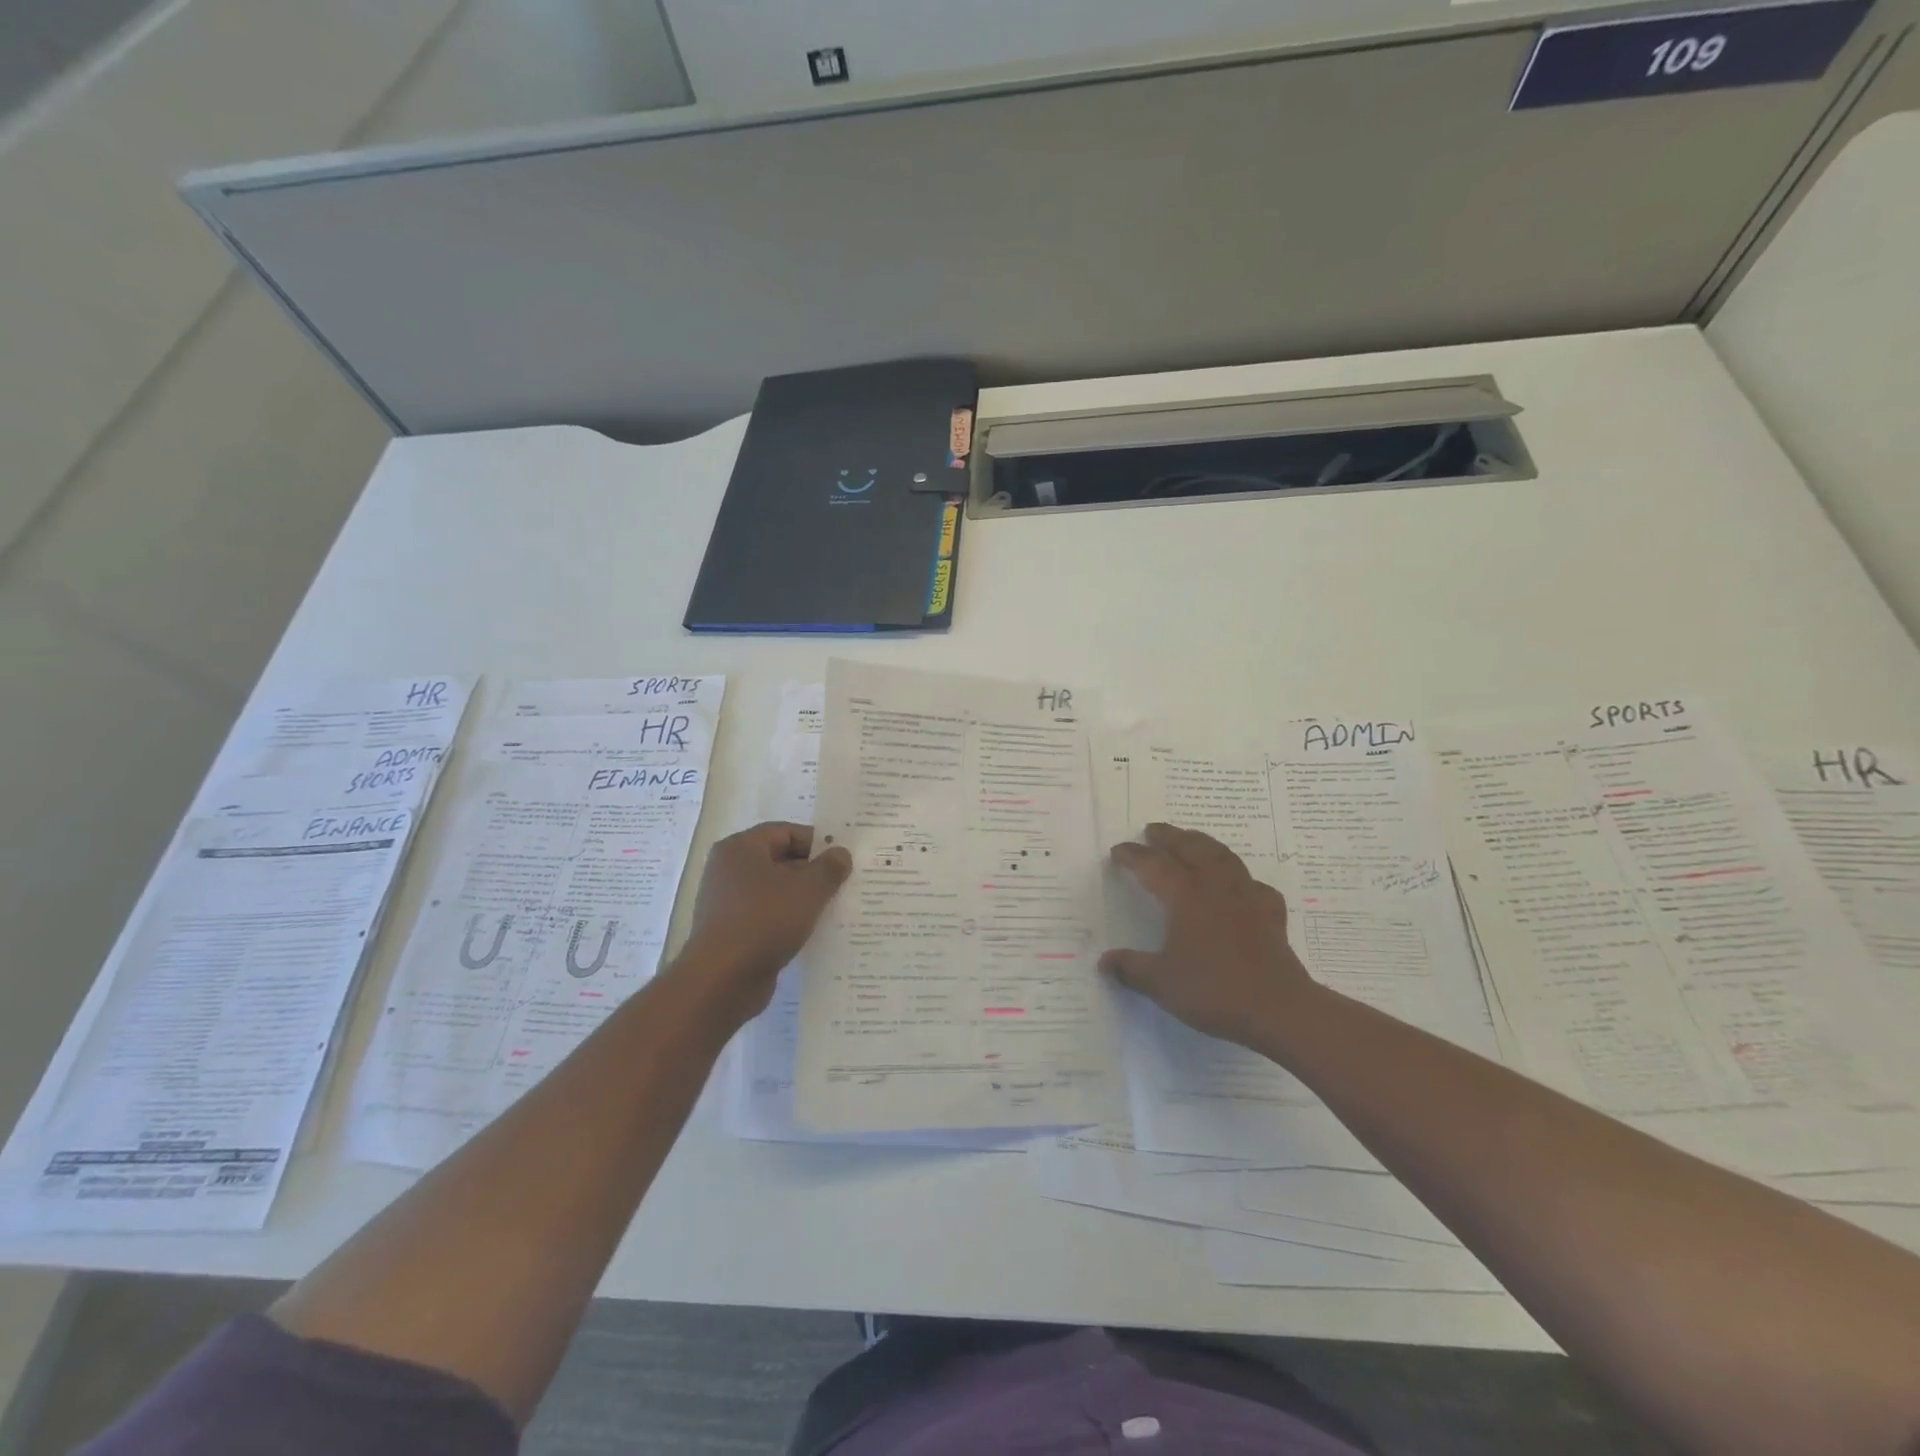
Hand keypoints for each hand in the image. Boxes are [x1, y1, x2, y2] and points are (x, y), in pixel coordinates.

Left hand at [669, 822, 852, 1026]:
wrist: (722, 980)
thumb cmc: (765, 921)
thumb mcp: (808, 890)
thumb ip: (829, 868)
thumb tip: (841, 854)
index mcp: (741, 848)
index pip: (786, 832)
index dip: (817, 843)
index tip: (843, 860)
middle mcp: (729, 870)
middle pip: (780, 861)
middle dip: (813, 872)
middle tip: (844, 884)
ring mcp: (727, 902)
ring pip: (775, 891)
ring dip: (803, 899)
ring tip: (834, 909)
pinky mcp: (732, 931)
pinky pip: (767, 916)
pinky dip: (788, 920)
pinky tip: (812, 933)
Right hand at [1100, 823, 1315, 1046]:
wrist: (1278, 1009)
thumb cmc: (1214, 990)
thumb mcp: (1161, 983)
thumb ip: (1130, 968)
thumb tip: (1104, 962)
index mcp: (1185, 896)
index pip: (1153, 865)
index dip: (1133, 855)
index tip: (1118, 850)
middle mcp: (1215, 887)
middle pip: (1191, 848)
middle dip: (1169, 837)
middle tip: (1153, 830)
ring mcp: (1247, 897)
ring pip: (1223, 857)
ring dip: (1203, 844)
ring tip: (1191, 840)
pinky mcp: (1271, 914)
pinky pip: (1254, 886)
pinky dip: (1242, 879)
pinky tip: (1240, 886)